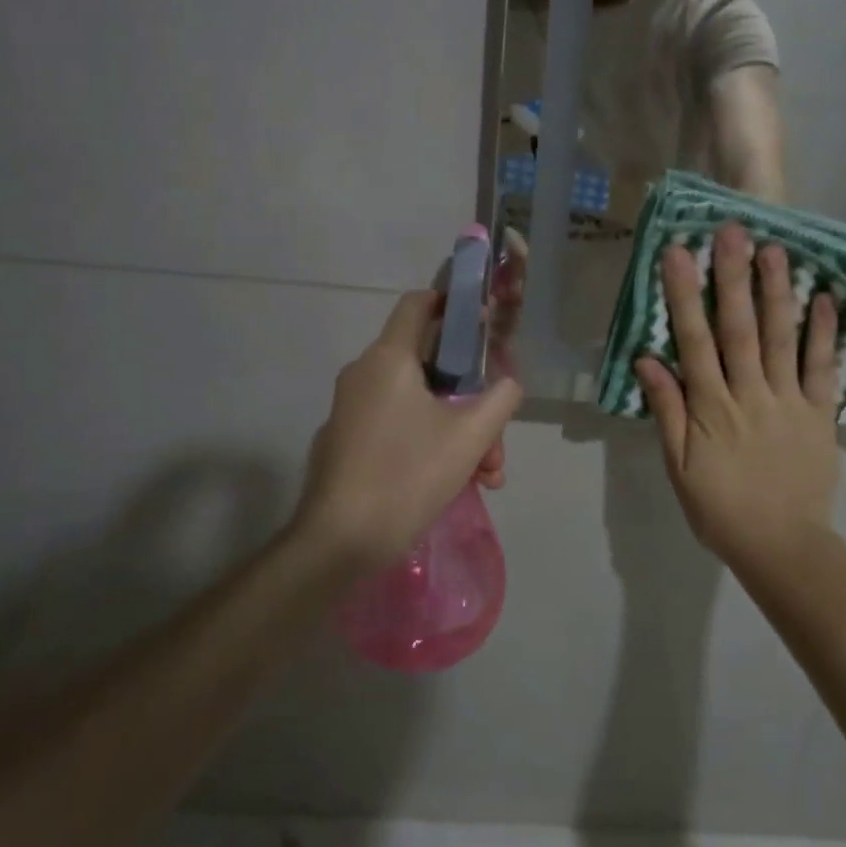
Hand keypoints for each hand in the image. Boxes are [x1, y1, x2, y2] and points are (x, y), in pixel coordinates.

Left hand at [296, 291, 523, 572]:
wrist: (338, 543)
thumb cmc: (407, 475)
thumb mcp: (470, 436)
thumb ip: (501, 399)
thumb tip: (508, 384)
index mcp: (389, 358)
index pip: (418, 303)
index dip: (452, 303)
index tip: (482, 322)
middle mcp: (365, 373)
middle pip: (430, 365)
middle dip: (472, 399)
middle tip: (495, 440)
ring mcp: (352, 408)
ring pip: (419, 402)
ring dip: (458, 430)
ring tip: (486, 475)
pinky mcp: (347, 440)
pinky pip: (397, 425)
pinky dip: (429, 442)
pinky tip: (456, 482)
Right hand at [634, 222, 840, 572]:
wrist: (783, 547)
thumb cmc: (720, 508)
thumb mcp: (679, 467)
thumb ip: (666, 411)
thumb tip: (647, 359)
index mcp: (711, 408)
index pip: (694, 341)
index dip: (685, 296)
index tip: (678, 254)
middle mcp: (750, 394)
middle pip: (740, 329)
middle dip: (733, 278)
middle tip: (732, 231)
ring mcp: (790, 401)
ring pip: (783, 339)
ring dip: (778, 292)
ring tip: (775, 249)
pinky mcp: (821, 414)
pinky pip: (823, 369)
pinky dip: (825, 333)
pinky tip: (824, 297)